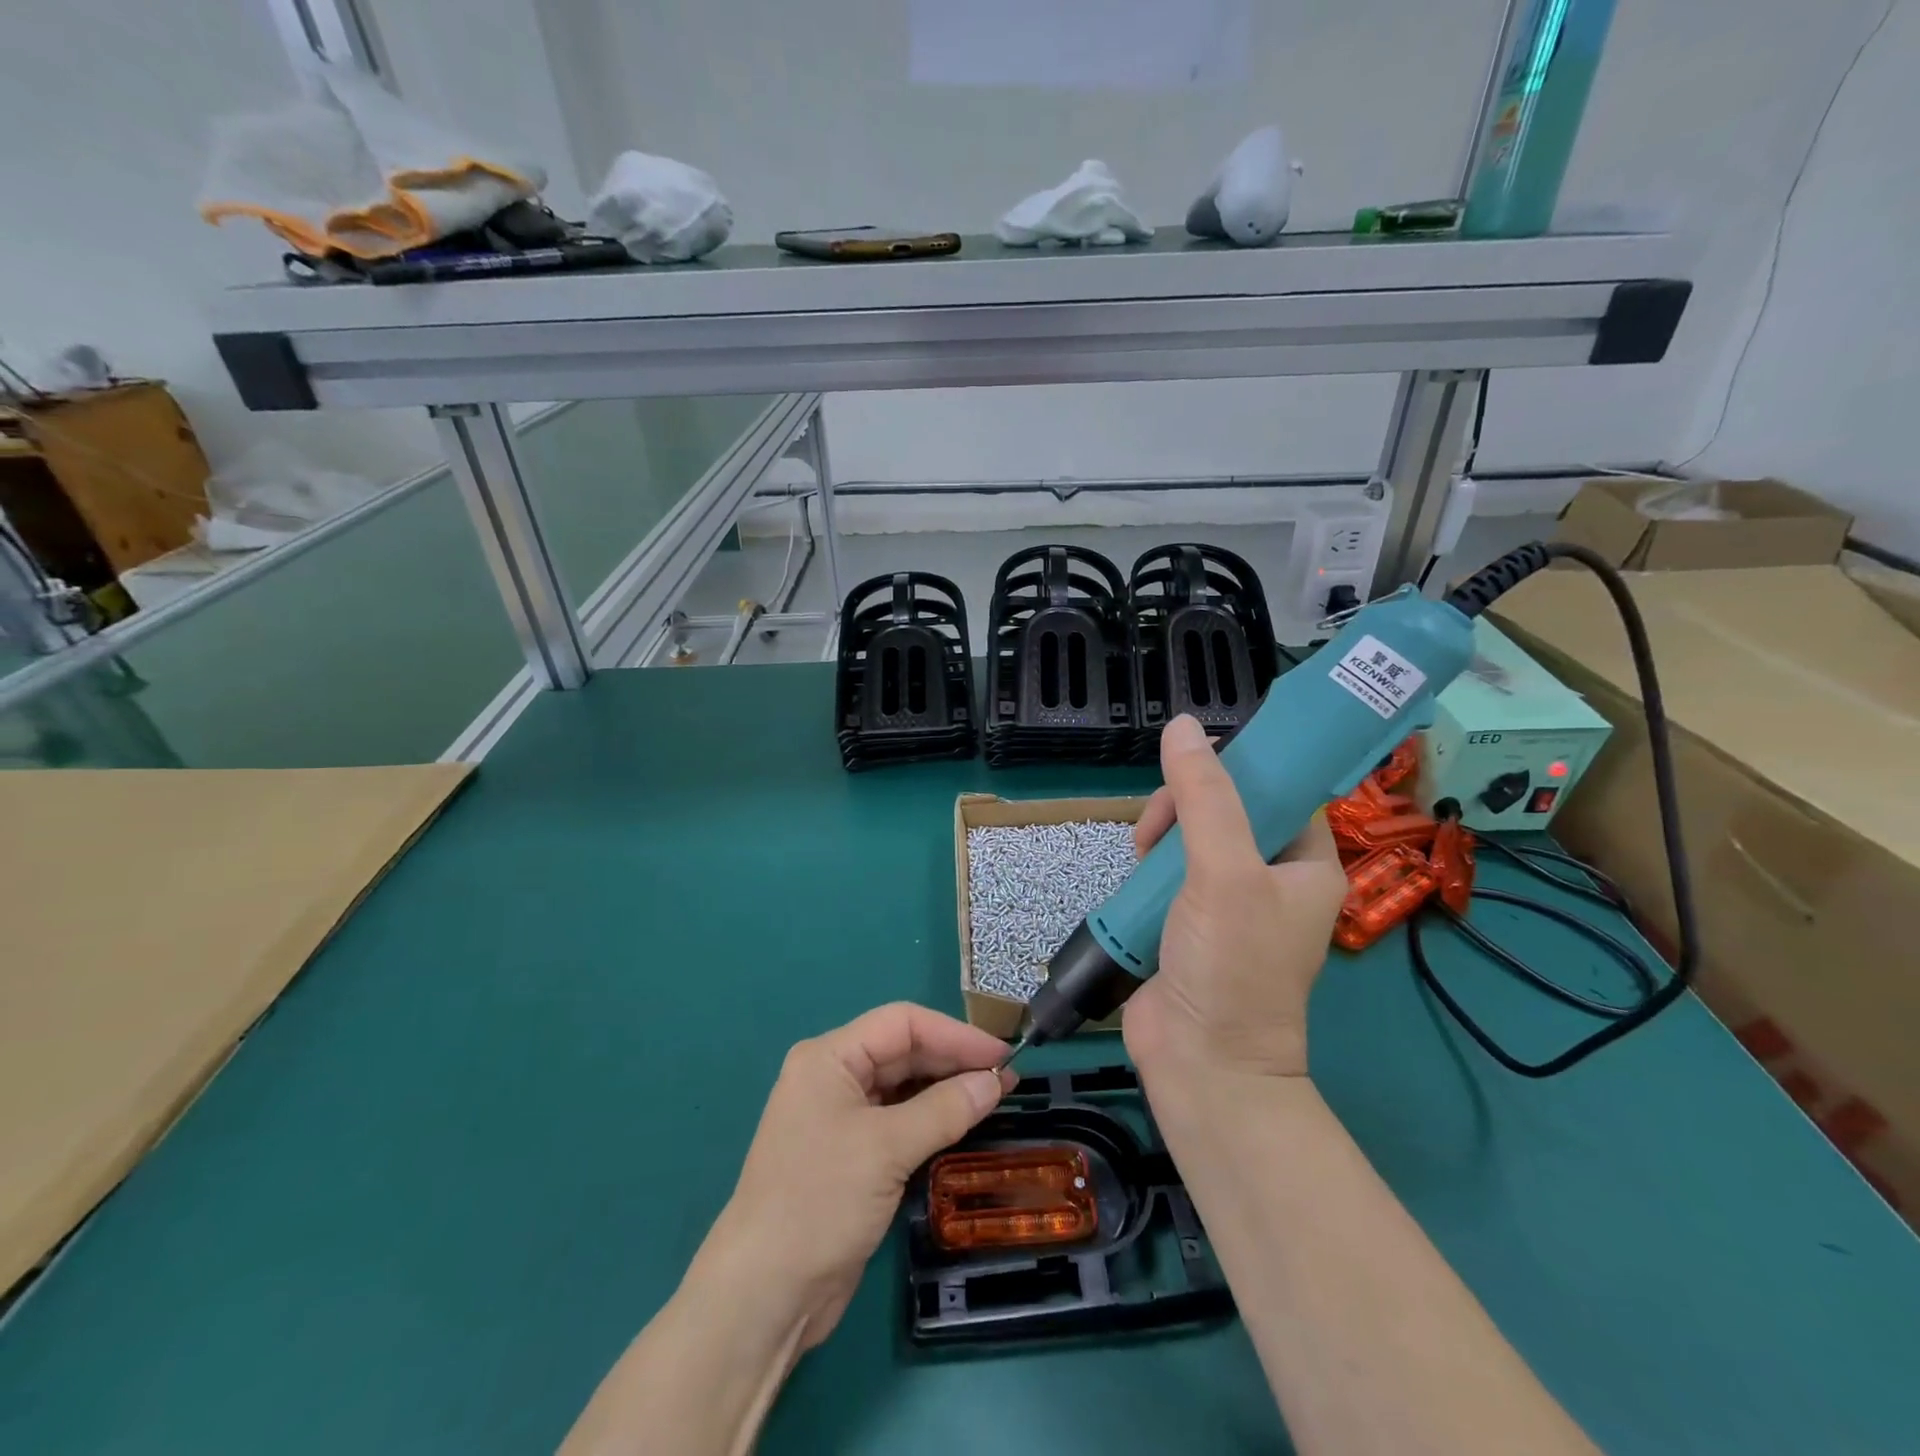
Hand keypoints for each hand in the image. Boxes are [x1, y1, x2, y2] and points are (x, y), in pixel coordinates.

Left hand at [693, 1004, 1013, 1351]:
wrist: (765, 1295)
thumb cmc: (819, 1202)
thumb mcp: (886, 1149)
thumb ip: (944, 1110)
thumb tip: (995, 1082)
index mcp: (829, 1057)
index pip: (901, 1024)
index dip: (954, 1034)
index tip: (1001, 1054)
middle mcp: (834, 1077)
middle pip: (903, 1051)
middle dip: (953, 1061)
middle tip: (1006, 1078)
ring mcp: (842, 1116)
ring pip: (904, 1087)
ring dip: (946, 1090)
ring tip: (994, 1097)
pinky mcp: (853, 1154)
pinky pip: (900, 1120)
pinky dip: (932, 1119)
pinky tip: (964, 1123)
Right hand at [1122, 714, 1347, 1080]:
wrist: (1202, 1063)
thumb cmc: (1233, 966)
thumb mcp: (1224, 873)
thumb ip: (1204, 799)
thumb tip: (1183, 727)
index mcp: (1306, 864)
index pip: (1280, 790)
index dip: (1241, 768)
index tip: (1194, 762)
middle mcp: (1271, 878)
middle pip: (1227, 808)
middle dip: (1187, 804)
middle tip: (1158, 826)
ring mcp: (1227, 900)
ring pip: (1191, 836)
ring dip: (1162, 834)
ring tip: (1140, 852)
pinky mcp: (1188, 918)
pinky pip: (1168, 869)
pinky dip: (1148, 865)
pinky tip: (1133, 872)